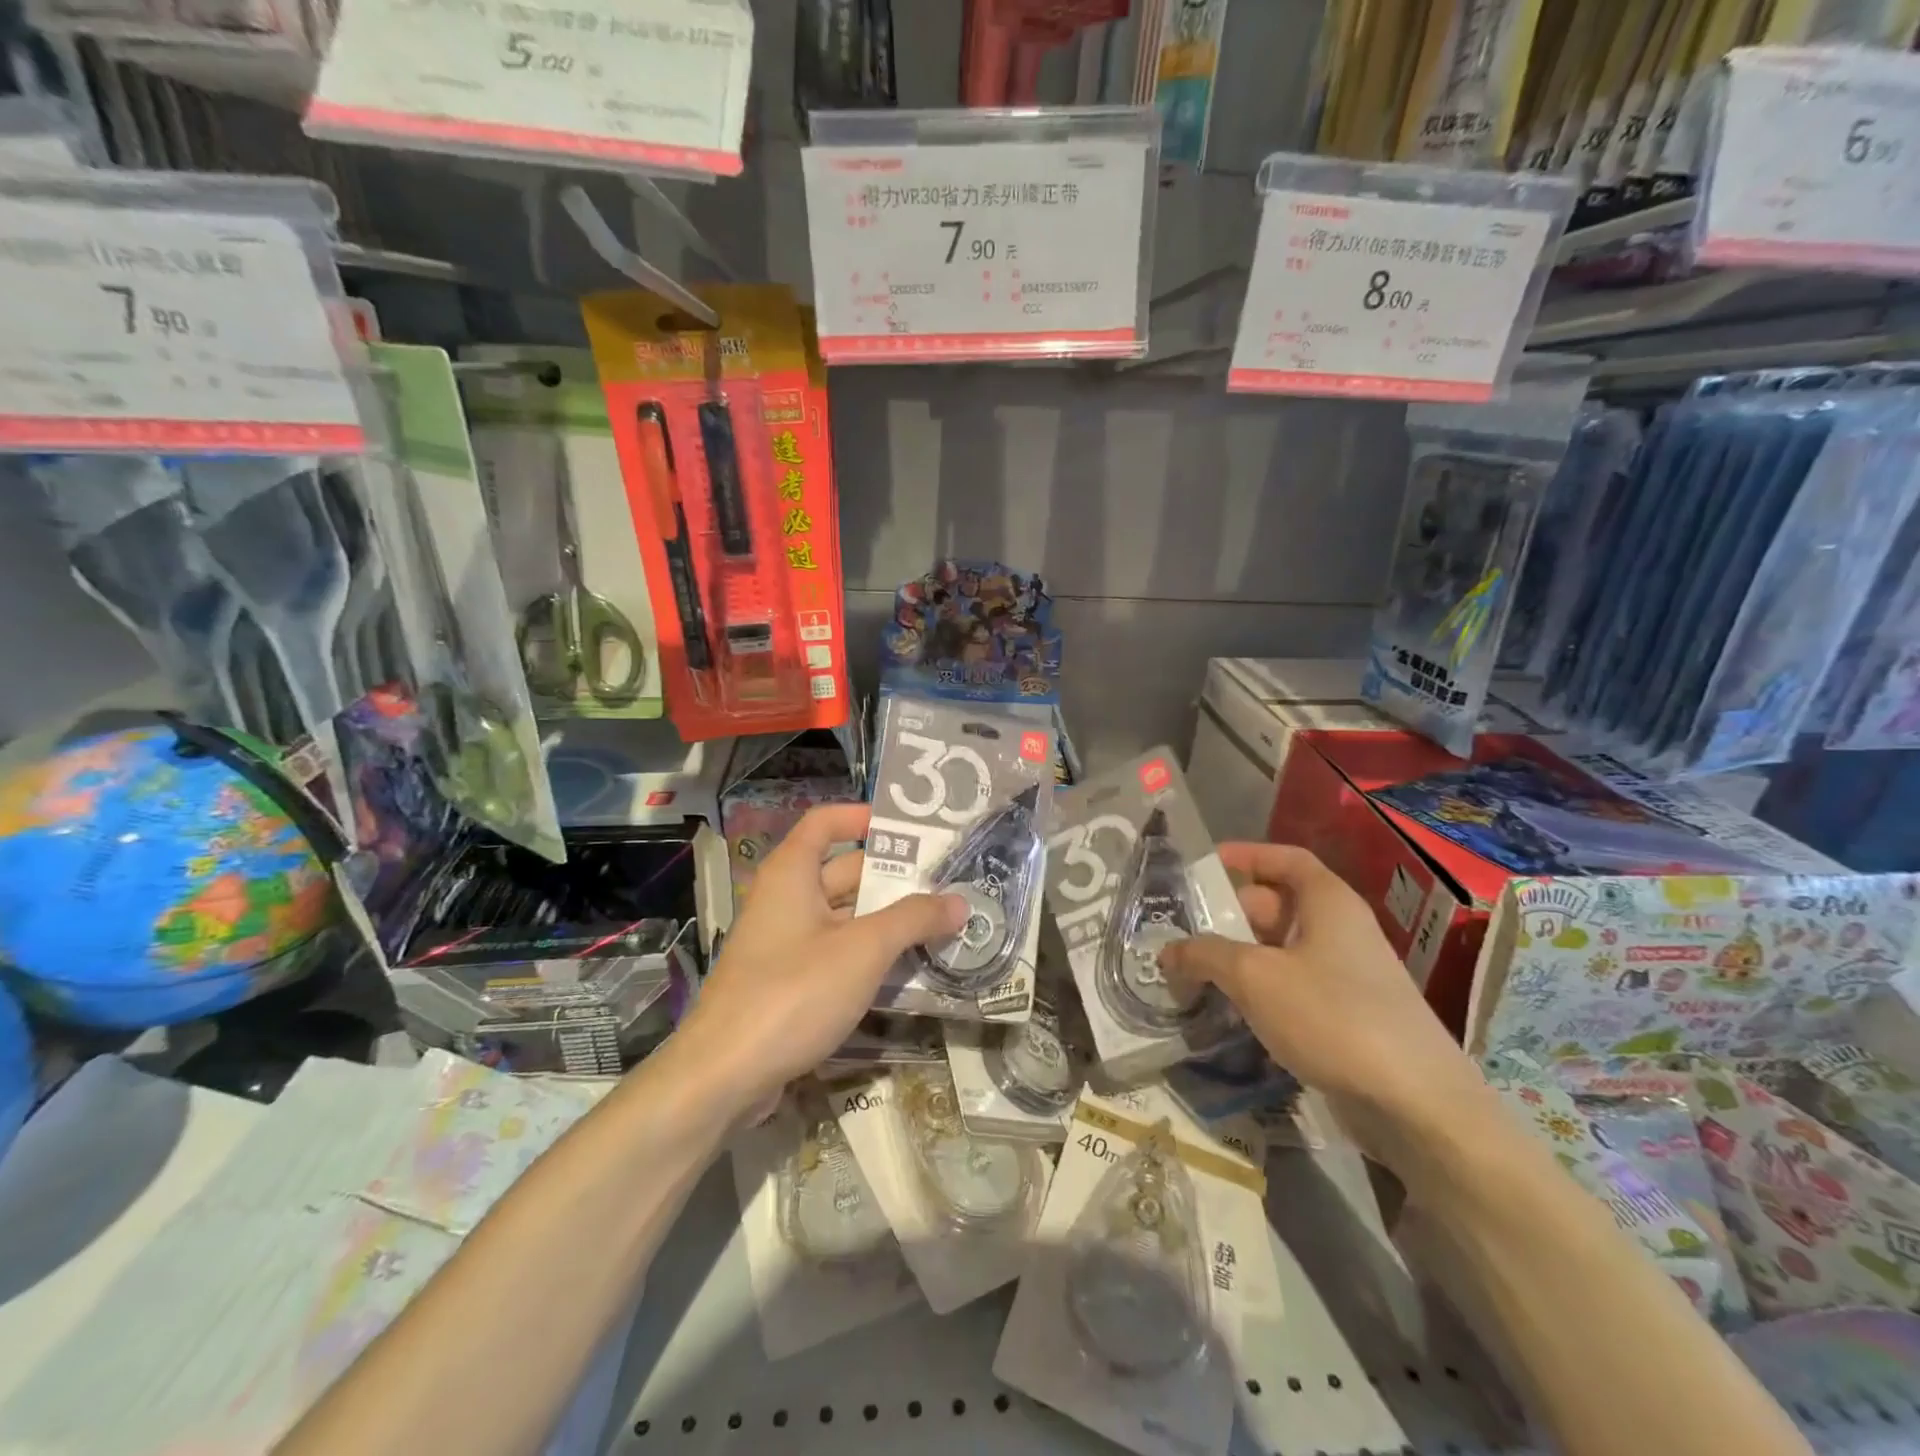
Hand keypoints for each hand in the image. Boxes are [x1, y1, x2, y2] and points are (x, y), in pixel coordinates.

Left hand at [677, 804, 966, 1122]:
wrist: (723, 1075)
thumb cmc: (793, 992)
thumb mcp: (863, 950)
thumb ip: (913, 920)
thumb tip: (959, 901)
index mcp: (792, 874)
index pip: (825, 822)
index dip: (862, 817)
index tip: (908, 828)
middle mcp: (785, 900)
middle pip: (843, 872)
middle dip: (893, 877)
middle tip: (946, 883)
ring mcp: (784, 944)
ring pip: (843, 918)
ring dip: (887, 920)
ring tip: (940, 925)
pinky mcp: (787, 984)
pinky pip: (835, 954)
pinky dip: (868, 955)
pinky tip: (907, 970)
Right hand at [1160, 844, 1483, 1157]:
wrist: (1416, 1103)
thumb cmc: (1332, 1015)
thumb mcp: (1254, 976)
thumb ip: (1204, 955)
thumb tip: (1167, 951)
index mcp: (1328, 902)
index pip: (1285, 859)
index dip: (1245, 855)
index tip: (1204, 866)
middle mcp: (1340, 929)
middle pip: (1276, 905)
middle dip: (1228, 915)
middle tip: (1181, 930)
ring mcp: (1347, 974)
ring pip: (1280, 950)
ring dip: (1238, 957)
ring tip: (1192, 971)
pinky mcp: (1347, 1015)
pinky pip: (1293, 986)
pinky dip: (1260, 989)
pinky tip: (1230, 1010)